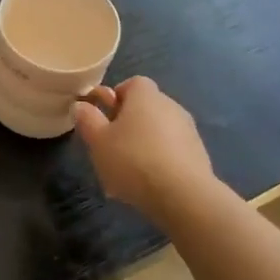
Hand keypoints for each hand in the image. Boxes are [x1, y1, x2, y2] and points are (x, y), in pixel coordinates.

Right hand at [74, 77, 225, 223]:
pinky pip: (171, 151)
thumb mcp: (98, 140)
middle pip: (145, 108)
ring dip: (142, 144)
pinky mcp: (199, 156)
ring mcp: (188, 131)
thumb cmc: (133, 160)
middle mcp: (171, 106)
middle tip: (109, 145)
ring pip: (157, 132)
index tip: (103, 116)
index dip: (115, 97)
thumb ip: (87, 119)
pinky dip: (158, 161)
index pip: (131, 83)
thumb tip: (81, 105)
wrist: (183, 196)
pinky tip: (146, 184)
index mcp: (146, 96)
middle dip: (127, 123)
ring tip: (125, 172)